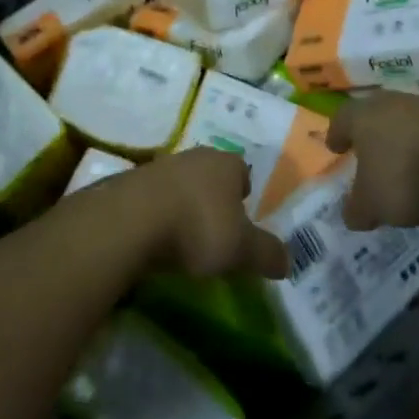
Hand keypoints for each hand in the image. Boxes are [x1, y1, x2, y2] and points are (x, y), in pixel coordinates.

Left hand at [105, 148, 290, 279]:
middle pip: (211, 176)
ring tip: (183, 239)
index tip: (242, 222)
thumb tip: (288, 261)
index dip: (244, 196)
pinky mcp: (131, 183)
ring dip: (183, 206)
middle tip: (215, 232)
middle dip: (214, 199)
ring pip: (181, 185)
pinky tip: (155, 239)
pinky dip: (157, 214)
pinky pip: (153, 198)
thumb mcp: (241, 250)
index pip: (242, 172)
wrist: (130, 221)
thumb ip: (267, 254)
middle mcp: (195, 156)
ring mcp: (160, 166)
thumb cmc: (197, 227)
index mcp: (226, 163)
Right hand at [327, 91, 418, 229]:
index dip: (337, 135)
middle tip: (367, 155)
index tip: (335, 147)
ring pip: (404, 122)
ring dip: (401, 141)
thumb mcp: (373, 204)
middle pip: (373, 116)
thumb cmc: (405, 174)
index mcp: (361, 116)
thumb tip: (351, 214)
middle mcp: (389, 103)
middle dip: (369, 135)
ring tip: (402, 166)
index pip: (341, 120)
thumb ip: (357, 209)